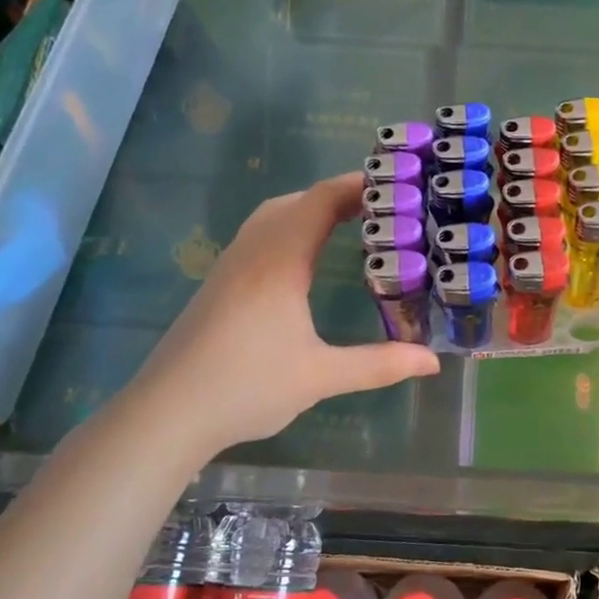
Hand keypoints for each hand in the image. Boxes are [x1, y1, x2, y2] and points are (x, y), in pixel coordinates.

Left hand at [119, 174, 439, 452]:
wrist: (166, 413)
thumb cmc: (246, 387)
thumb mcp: (321, 377)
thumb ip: (379, 365)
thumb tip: (433, 362)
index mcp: (279, 261)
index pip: (321, 201)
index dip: (357, 186)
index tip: (395, 185)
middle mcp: (253, 251)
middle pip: (297, 200)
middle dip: (339, 195)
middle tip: (382, 209)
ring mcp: (230, 265)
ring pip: (273, 215)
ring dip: (310, 209)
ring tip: (348, 224)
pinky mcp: (218, 283)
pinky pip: (259, 235)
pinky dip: (289, 227)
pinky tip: (302, 259)